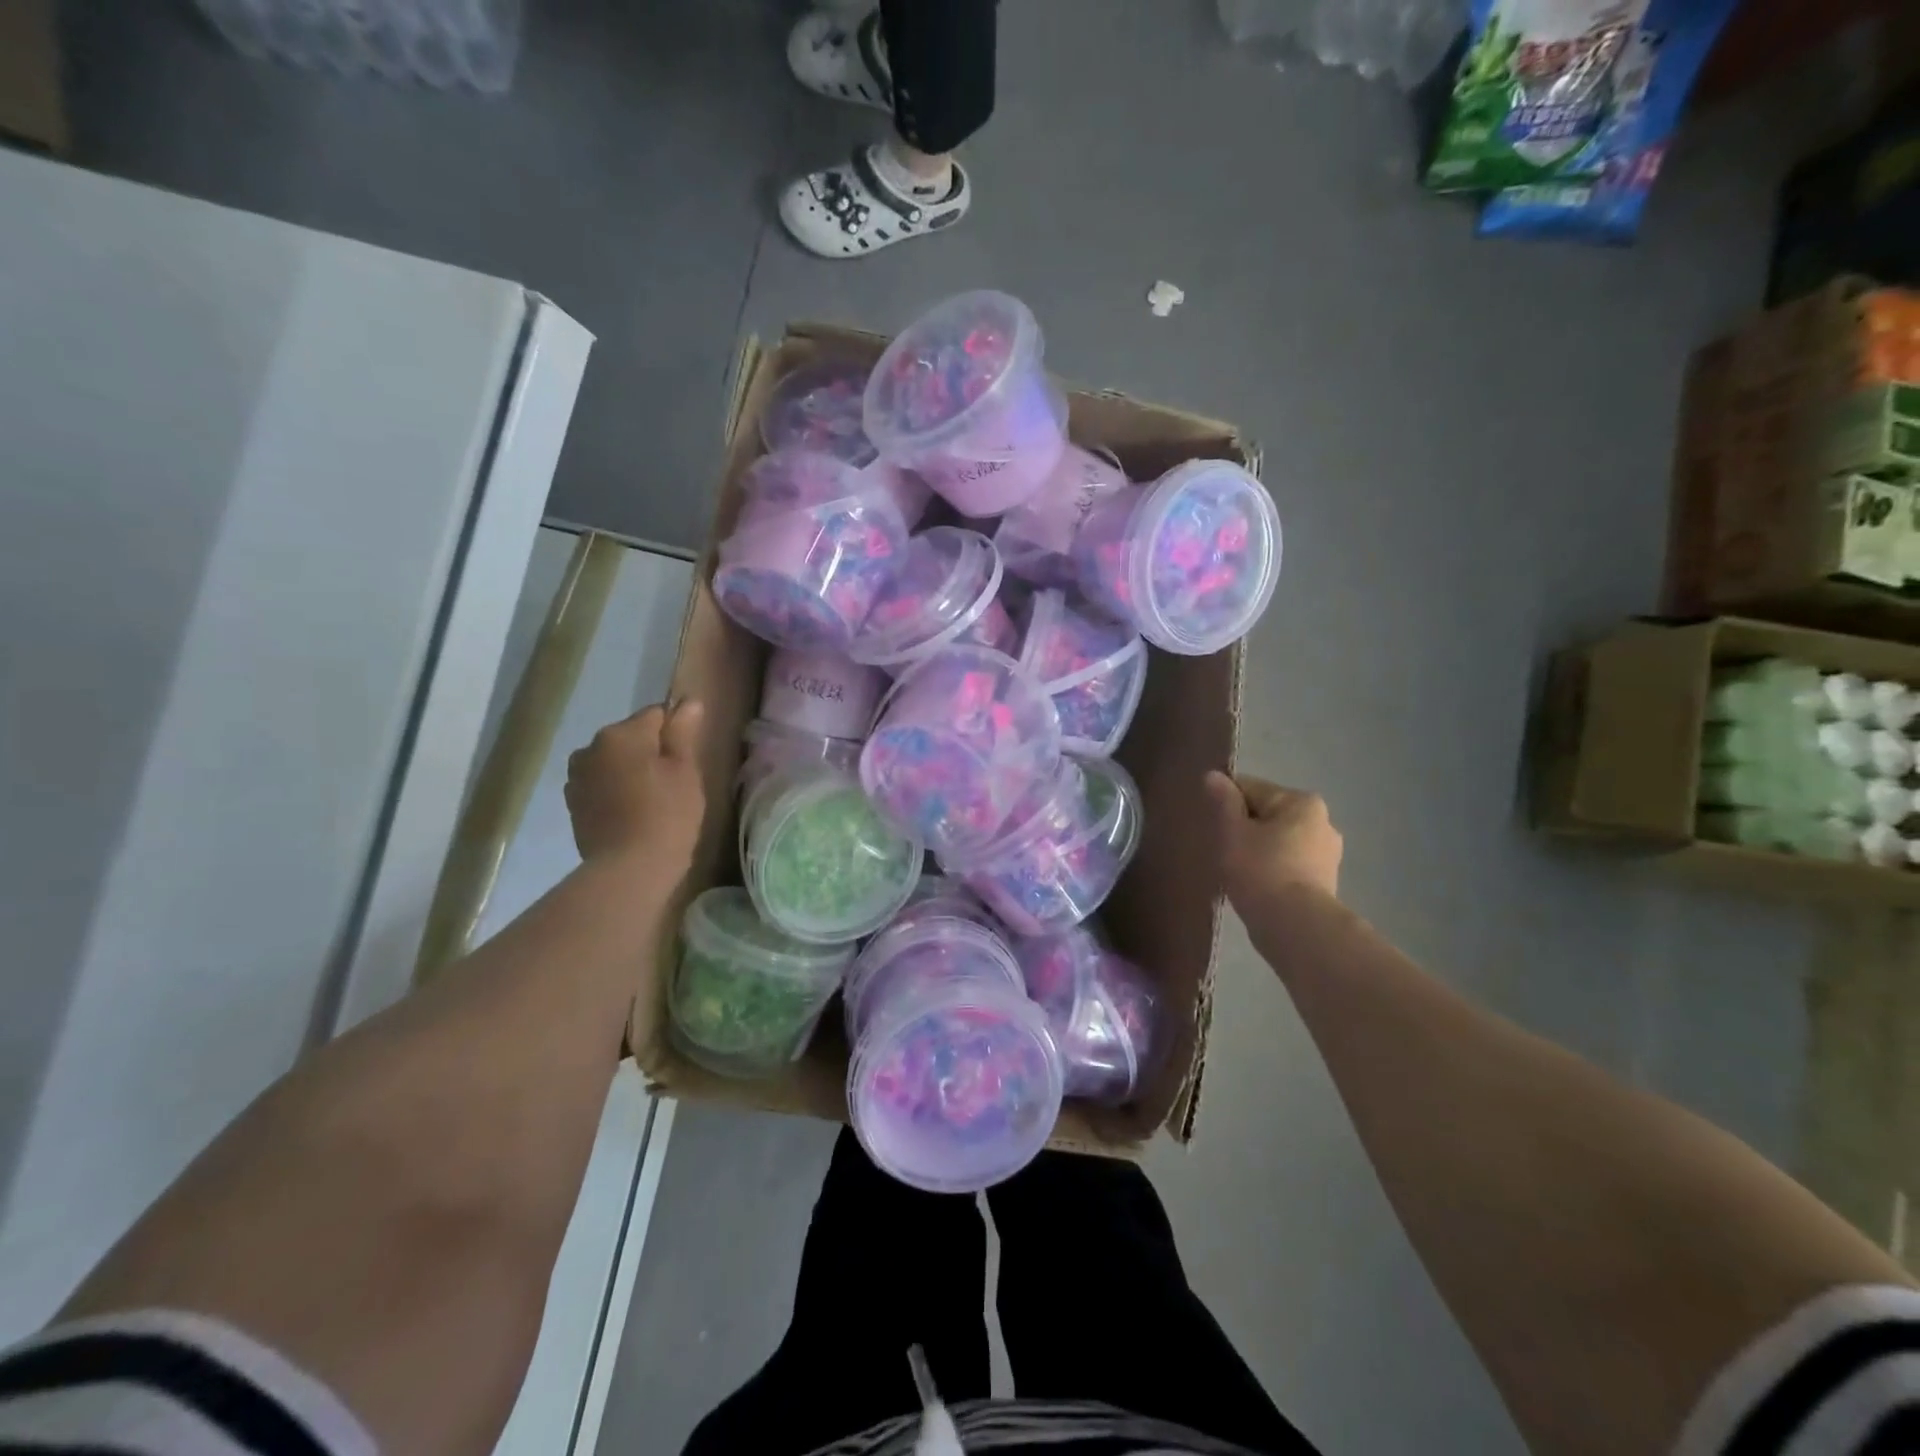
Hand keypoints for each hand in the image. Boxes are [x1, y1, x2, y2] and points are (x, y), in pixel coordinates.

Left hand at [565, 700, 705, 872]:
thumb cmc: (667, 814)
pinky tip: (631, 815)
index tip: (688, 760)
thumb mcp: (685, 770)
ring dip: (630, 773)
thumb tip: (688, 701)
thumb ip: (683, 733)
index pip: (656, 715)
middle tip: (673, 784)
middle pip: (631, 738)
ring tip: (651, 802)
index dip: (676, 735)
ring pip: (613, 762)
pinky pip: (601, 786)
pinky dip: (615, 793)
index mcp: (621, 733)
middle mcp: (591, 747)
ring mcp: (577, 777)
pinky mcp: (573, 805)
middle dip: (650, 753)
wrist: (628, 869)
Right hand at [1205, 771, 1341, 911]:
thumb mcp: (1232, 831)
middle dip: (1244, 827)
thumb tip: (1214, 776)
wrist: (1295, 926)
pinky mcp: (1325, 882)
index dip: (1225, 803)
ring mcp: (1327, 854)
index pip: (1251, 788)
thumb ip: (1224, 801)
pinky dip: (1271, 870)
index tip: (1210, 824)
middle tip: (1221, 849)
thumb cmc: (1260, 870)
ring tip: (1236, 871)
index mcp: (1301, 801)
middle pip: (1267, 814)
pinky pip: (1288, 864)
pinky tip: (1255, 886)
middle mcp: (1322, 822)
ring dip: (1258, 850)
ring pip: (1278, 841)